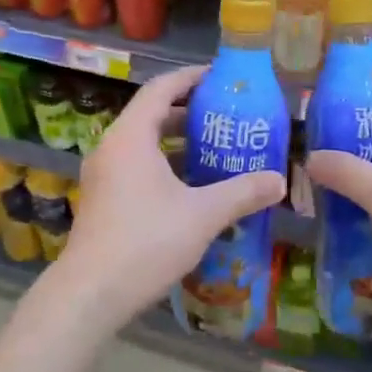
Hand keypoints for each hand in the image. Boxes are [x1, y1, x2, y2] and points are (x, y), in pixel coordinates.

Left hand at [54, 64, 285, 329]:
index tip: (219, 78)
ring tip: (215, 150)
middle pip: (151, 115)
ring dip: (176, 144)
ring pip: (143, 146)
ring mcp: (103, 176)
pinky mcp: (102, 201)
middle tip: (226, 117)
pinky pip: (135, 168)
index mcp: (130, 137)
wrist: (91, 293)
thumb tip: (280, 181)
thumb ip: (242, 193)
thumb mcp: (203, 215)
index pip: (160, 89)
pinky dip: (163, 167)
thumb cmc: (146, 242)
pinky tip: (191, 189)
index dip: (190, 79)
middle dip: (188, 113)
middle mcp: (111, 148)